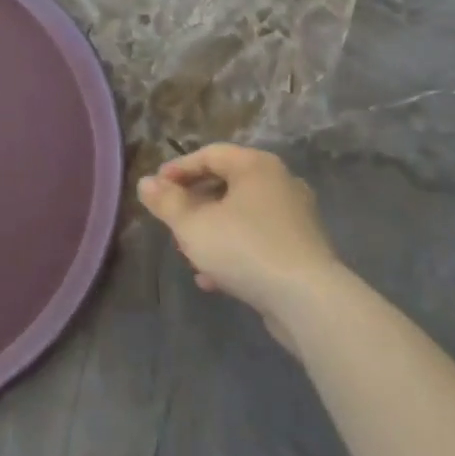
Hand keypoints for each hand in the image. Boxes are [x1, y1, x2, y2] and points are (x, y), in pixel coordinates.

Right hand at [137, 144, 339, 326]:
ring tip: (188, 253)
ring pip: (241, 216)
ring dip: (211, 231)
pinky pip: (258, 241)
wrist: (308, 301)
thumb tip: (146, 183)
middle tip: (171, 221)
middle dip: (193, 204)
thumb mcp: (192, 224)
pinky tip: (213, 279)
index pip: (210, 154)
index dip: (178, 169)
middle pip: (226, 184)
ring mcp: (295, 217)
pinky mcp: (301, 250)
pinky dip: (234, 251)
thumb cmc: (244, 248)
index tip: (155, 188)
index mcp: (256, 166)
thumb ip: (166, 202)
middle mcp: (280, 183)